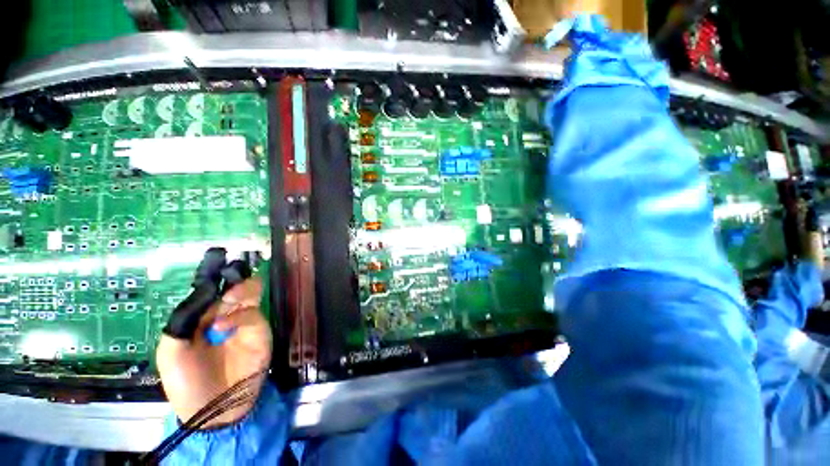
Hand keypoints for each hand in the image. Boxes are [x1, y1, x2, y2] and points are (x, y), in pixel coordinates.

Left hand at [156, 277, 271, 427]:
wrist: (213, 410)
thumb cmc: (185, 382)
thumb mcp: (171, 351)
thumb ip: (183, 318)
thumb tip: (205, 289)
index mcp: (203, 316)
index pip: (212, 288)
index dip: (214, 273)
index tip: (218, 256)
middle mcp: (225, 313)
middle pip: (237, 284)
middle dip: (233, 276)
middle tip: (229, 274)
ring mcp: (245, 322)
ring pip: (252, 293)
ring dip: (241, 290)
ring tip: (229, 296)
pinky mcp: (260, 332)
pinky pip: (253, 315)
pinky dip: (238, 317)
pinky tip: (222, 326)